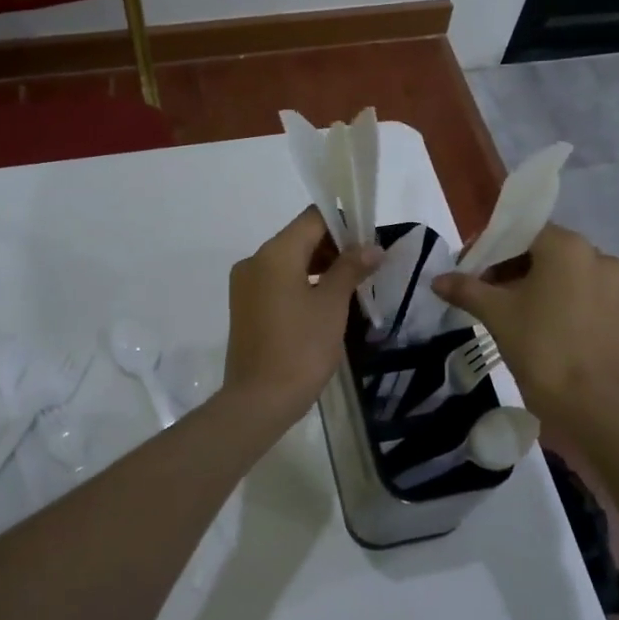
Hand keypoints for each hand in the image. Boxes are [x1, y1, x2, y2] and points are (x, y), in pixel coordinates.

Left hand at [222, 209, 382, 426]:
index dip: (343, 223)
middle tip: (368, 264)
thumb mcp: (332, 305)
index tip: (370, 239)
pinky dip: (302, 282)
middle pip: (299, 238)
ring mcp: (246, 285)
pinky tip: (327, 301)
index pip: (312, 218)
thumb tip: (372, 246)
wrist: (259, 400)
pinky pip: (278, 281)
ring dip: (320, 266)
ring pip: (289, 261)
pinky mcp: (246, 306)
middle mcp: (254, 260)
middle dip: (334, 246)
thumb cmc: (301, 348)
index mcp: (274, 253)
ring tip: (353, 283)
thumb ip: (351, 268)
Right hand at [431, 223, 618, 427]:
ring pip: (583, 282)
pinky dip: (586, 317)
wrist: (592, 405)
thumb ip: (466, 289)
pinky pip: (605, 309)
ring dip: (560, 293)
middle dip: (527, 273)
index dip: (499, 252)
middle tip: (504, 302)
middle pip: (556, 256)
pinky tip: (569, 340)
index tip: (482, 278)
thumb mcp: (495, 314)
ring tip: (539, 324)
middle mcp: (604, 259)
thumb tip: (438, 280)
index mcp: (568, 248)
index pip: (526, 234)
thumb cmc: (539, 347)